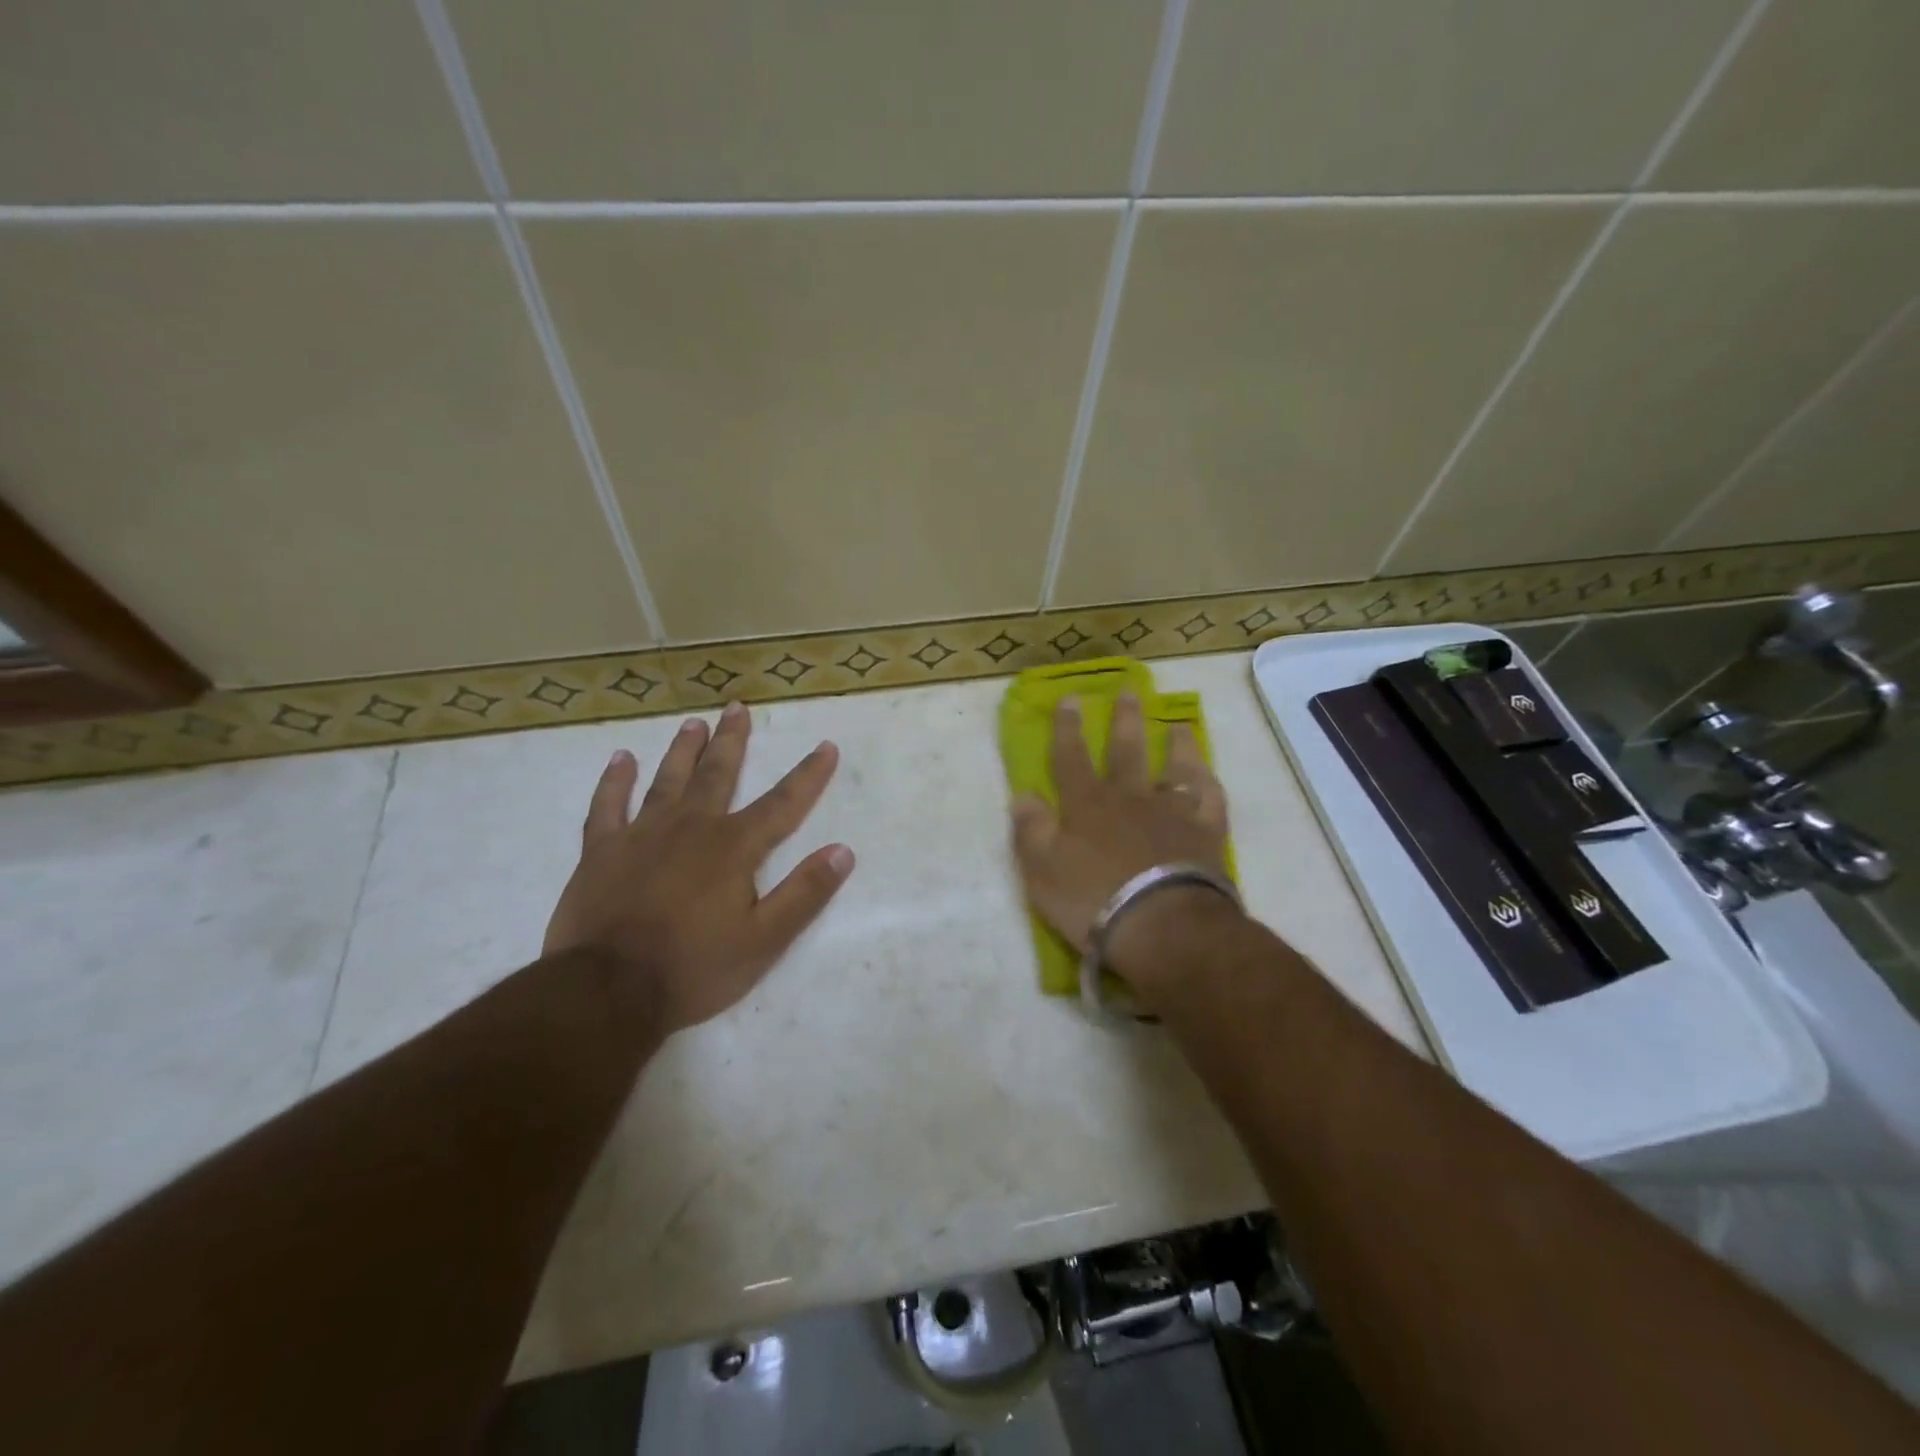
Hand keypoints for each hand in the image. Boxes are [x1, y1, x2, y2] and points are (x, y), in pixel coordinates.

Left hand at [544, 701, 854, 1034]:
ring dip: (683, 751)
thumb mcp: (764, 941)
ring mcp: (642, 835)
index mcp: (733, 848)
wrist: (607, 992)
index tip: (826, 746)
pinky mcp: (601, 852)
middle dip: (732, 741)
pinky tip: (621, 759)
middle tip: (737, 708)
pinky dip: (614, 781)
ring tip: (693, 723)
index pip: (782, 803)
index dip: (808, 775)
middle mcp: (691, 828)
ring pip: (667, 781)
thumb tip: (843, 851)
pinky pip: (607, 806)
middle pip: (718, 775)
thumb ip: (804, 893)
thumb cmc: (694, 968)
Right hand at [1009, 693, 1232, 986]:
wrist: (1161, 926)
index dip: (1067, 728)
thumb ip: (1030, 830)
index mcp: (1087, 805)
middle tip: (1129, 690)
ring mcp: (1172, 812)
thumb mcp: (1041, 871)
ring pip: (1174, 768)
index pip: (1071, 758)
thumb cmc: (1092, 900)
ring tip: (1177, 724)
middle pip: (1126, 751)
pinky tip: (1206, 774)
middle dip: (1124, 720)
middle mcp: (1130, 798)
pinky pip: (1209, 799)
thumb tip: (1023, 794)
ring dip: (1175, 745)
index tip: (1070, 698)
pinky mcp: (1206, 833)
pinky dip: (1206, 782)